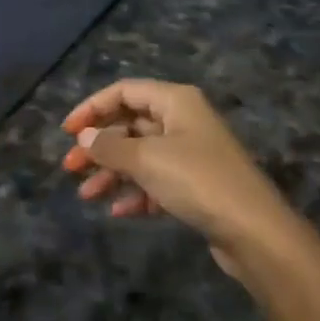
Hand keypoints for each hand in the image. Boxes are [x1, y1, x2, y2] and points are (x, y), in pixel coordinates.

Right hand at [60, 79, 300, 253]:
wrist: (253, 229)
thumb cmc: (197, 180)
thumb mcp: (147, 160)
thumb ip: (110, 147)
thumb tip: (84, 137)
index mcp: (176, 101)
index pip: (125, 91)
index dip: (92, 107)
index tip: (66, 133)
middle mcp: (184, 120)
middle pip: (131, 124)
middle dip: (99, 145)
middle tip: (69, 168)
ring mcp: (191, 153)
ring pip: (141, 155)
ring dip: (112, 172)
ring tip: (87, 195)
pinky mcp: (196, 185)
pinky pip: (156, 180)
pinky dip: (135, 192)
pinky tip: (118, 211)